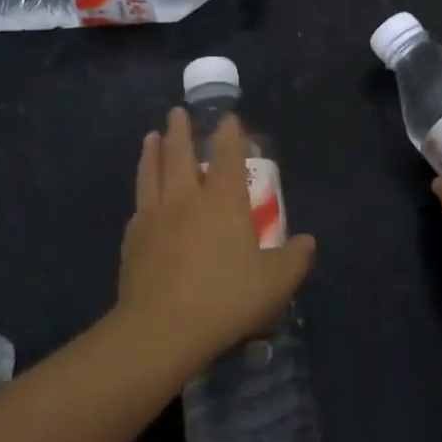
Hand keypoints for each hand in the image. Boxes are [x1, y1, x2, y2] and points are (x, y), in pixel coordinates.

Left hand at [116, 107, 316, 374]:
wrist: (163, 328)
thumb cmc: (227, 299)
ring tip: (151, 136)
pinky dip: (142, 191)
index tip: (227, 118)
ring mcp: (155, 217)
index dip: (230, 135)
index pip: (229, 157)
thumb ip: (294, 259)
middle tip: (177, 113)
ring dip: (152, 152)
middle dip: (181, 131)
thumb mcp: (276, 283)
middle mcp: (187, 199)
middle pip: (180, 155)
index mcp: (223, 201)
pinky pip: (139, 205)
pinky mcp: (133, 240)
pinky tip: (141, 196)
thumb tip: (308, 242)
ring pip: (152, 173)